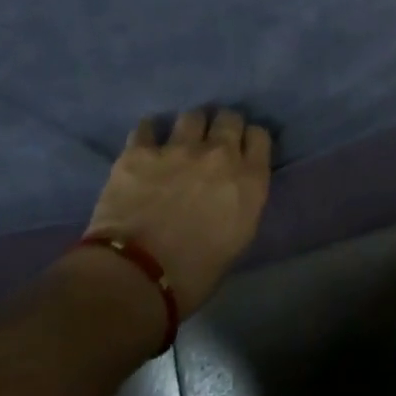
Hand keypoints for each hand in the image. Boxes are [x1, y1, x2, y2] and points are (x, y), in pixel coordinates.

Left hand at [84, 109, 271, 311]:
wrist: (136, 278)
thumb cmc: (194, 275)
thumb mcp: (237, 239)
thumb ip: (241, 203)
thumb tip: (231, 191)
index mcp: (249, 179)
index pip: (260, 136)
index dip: (249, 141)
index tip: (241, 152)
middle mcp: (219, 154)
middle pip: (229, 118)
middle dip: (222, 127)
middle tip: (211, 144)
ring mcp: (178, 148)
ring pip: (192, 116)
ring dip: (189, 128)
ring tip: (179, 142)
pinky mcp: (140, 152)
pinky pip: (147, 127)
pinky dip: (148, 134)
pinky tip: (145, 144)